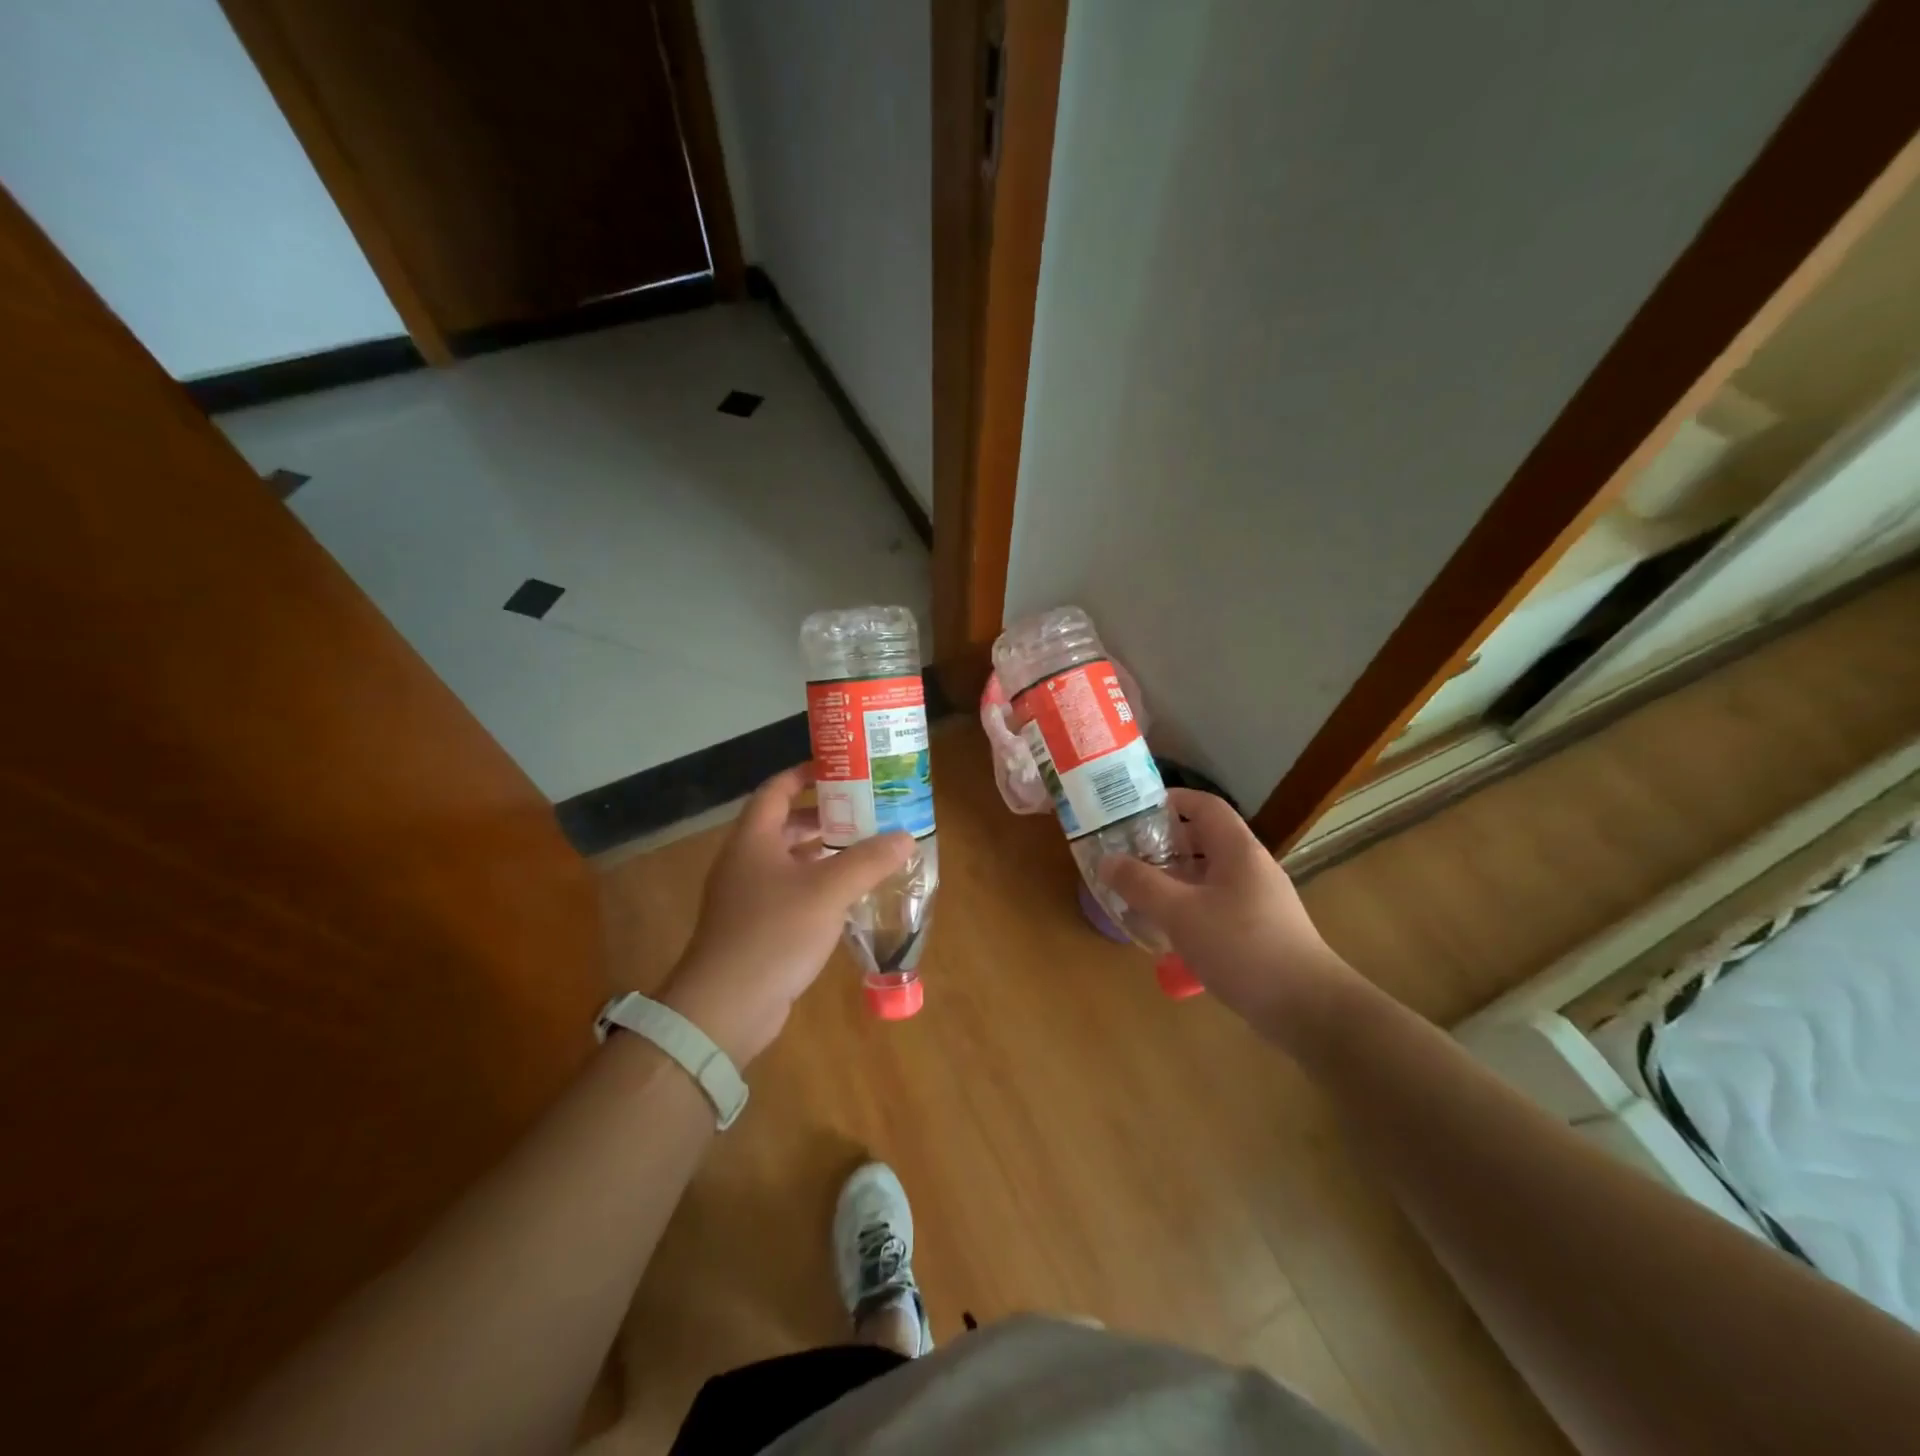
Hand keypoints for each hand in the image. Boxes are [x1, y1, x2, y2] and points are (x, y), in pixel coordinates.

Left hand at [658, 765, 913, 1066]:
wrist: (726, 1007)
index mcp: (753, 839)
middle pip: (784, 824)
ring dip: (823, 853)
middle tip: (865, 811)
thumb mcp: (828, 891)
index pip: (776, 789)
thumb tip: (905, 836)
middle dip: (824, 816)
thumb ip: (868, 860)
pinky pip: (790, 892)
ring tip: (865, 849)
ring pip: (789, 860)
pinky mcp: (756, 927)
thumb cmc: (774, 933)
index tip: (841, 770)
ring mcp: (747, 896)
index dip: (805, 774)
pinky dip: (817, 885)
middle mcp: (746, 861)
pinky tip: (847, 896)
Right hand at [1099, 789, 1355, 1038]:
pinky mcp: (1257, 928)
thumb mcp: (1180, 913)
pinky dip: (1187, 905)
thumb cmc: (1242, 948)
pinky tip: (1165, 928)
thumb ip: (1140, 884)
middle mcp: (1249, 866)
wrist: (1306, 1007)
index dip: (1169, 800)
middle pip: (1203, 839)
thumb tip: (1107, 860)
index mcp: (1237, 849)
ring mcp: (1256, 898)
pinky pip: (1215, 903)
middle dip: (1162, 843)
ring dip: (1172, 877)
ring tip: (1135, 889)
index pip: (1204, 805)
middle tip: (1124, 853)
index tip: (1132, 810)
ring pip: (1206, 874)